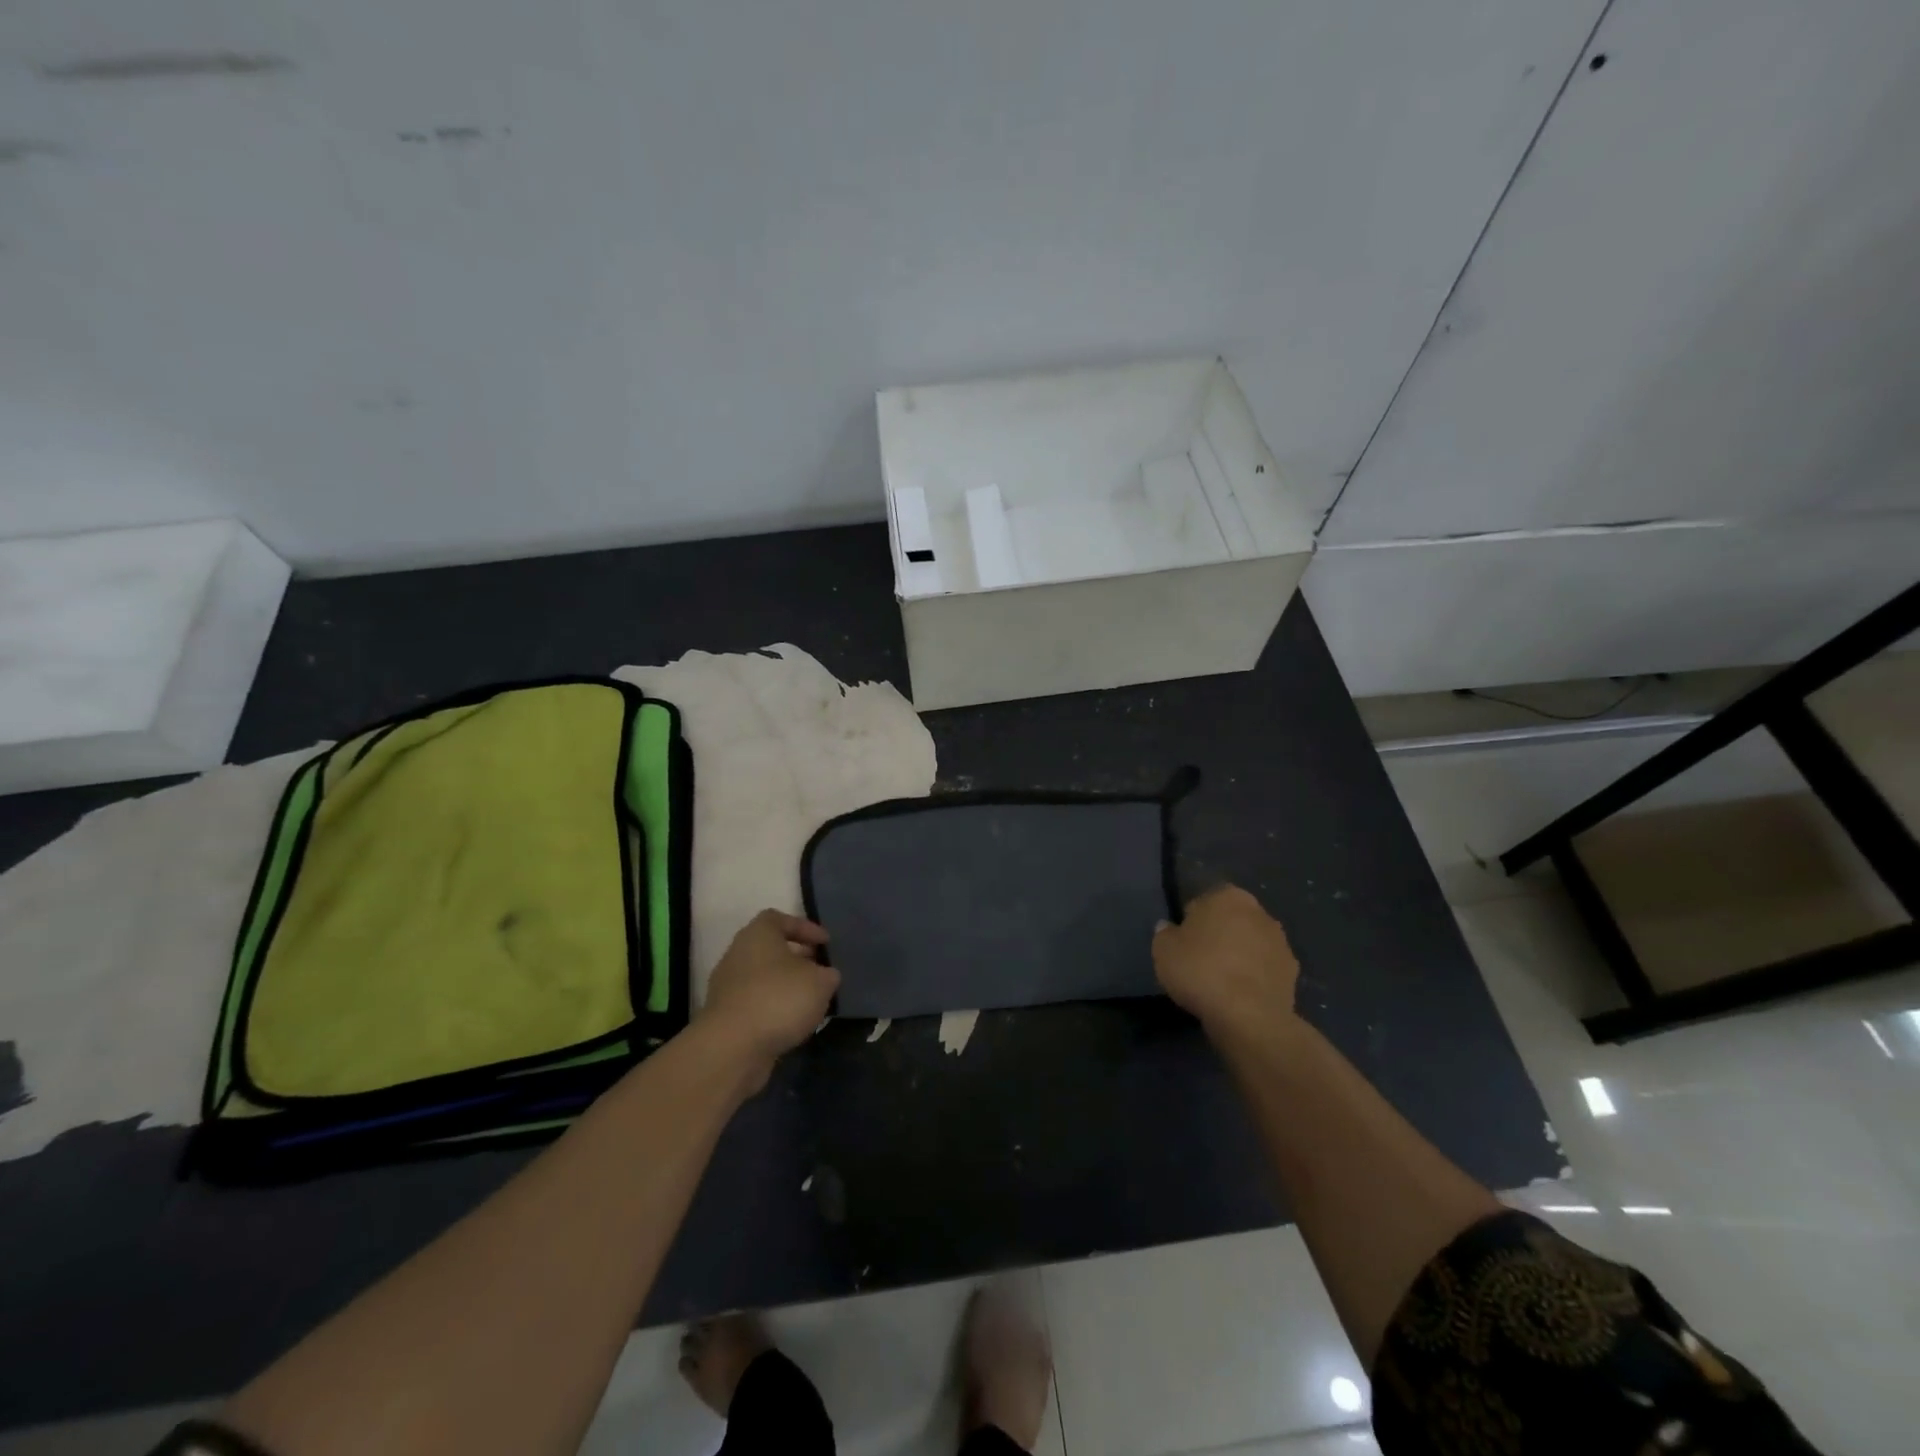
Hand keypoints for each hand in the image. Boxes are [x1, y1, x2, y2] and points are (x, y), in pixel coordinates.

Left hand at [699, 910, 839, 1082]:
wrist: (732, 1048)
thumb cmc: (779, 999)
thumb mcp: (820, 982)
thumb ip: (828, 974)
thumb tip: (825, 976)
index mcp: (758, 934)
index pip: (780, 919)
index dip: (805, 928)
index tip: (825, 944)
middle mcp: (738, 954)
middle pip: (771, 949)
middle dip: (798, 958)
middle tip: (820, 970)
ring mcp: (728, 986)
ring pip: (763, 977)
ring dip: (786, 985)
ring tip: (811, 1000)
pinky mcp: (725, 1016)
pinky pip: (755, 1002)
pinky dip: (774, 1007)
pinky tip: (793, 1022)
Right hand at [1152, 885, 1300, 1039]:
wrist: (1249, 1017)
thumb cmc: (1200, 971)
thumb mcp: (1163, 950)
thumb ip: (1165, 933)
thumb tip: (1169, 928)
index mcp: (1227, 896)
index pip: (1202, 902)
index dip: (1189, 923)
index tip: (1182, 944)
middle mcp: (1259, 912)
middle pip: (1231, 921)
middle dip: (1219, 936)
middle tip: (1199, 961)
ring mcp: (1281, 943)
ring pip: (1251, 944)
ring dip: (1239, 956)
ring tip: (1220, 982)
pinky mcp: (1293, 974)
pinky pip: (1265, 969)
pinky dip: (1254, 978)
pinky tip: (1239, 996)